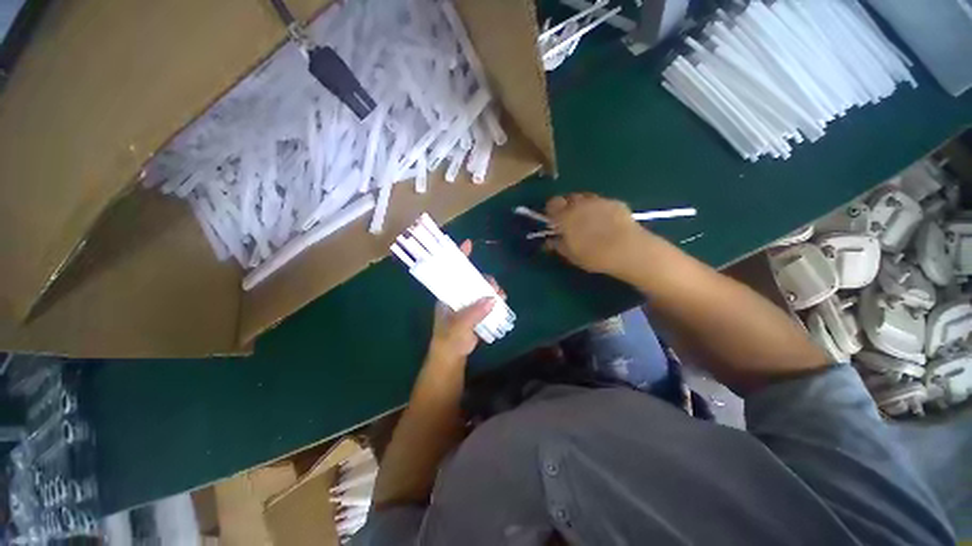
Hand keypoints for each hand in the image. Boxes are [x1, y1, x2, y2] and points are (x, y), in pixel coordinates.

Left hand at [426, 240, 501, 364]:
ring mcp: (469, 302)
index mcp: (448, 294)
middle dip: (485, 279)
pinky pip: (488, 300)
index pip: (452, 272)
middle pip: (473, 279)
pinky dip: (496, 299)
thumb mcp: (459, 326)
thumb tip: (492, 299)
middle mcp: (458, 295)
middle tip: (494, 288)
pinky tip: (502, 302)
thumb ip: (474, 313)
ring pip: (482, 289)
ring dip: (493, 290)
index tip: (468, 243)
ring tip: (500, 296)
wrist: (453, 356)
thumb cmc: (449, 339)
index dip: (460, 257)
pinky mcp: (478, 311)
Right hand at [544, 193, 654, 276]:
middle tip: (570, 222)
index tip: (554, 222)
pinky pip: (602, 202)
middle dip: (567, 207)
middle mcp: (580, 203)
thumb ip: (558, 245)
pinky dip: (599, 209)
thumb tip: (551, 241)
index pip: (552, 203)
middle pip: (569, 198)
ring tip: (589, 221)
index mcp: (565, 215)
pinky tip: (606, 222)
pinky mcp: (616, 202)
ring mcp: (599, 200)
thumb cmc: (594, 255)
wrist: (628, 250)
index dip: (551, 211)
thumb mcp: (571, 255)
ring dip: (583, 206)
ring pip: (585, 198)